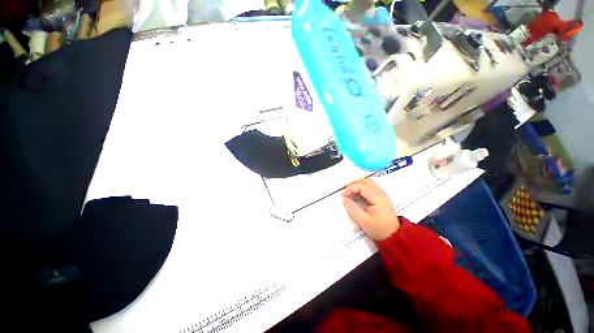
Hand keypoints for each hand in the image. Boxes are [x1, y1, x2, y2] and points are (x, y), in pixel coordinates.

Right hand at [341, 178, 399, 240]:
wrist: (394, 236)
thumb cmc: (378, 229)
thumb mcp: (363, 221)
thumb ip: (352, 208)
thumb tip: (344, 199)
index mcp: (377, 197)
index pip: (361, 185)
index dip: (350, 188)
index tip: (342, 196)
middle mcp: (381, 193)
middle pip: (365, 181)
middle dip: (353, 185)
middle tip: (346, 194)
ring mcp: (382, 194)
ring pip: (368, 183)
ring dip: (357, 187)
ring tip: (350, 195)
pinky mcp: (381, 197)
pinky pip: (370, 188)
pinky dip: (361, 190)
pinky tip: (357, 197)